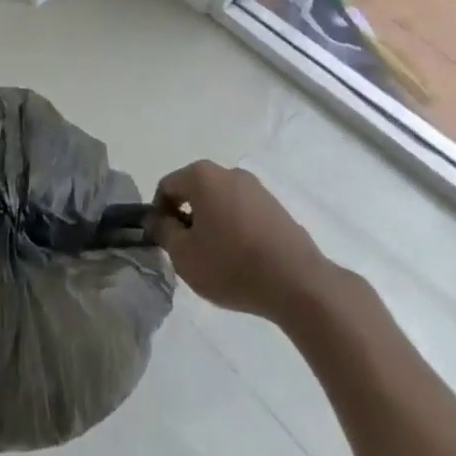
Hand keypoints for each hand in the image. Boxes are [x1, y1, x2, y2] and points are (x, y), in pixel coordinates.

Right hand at [147, 160, 327, 319]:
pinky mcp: (275, 206)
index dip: (158, 213)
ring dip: (211, 223)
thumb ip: (164, 233)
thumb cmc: (232, 265)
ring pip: (220, 202)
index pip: (167, 186)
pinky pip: (243, 212)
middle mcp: (228, 172)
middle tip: (188, 252)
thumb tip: (158, 220)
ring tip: (217, 259)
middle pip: (195, 191)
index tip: (162, 241)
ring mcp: (255, 188)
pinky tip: (242, 259)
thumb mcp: (185, 256)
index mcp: (202, 176)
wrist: (298, 283)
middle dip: (186, 218)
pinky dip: (234, 229)